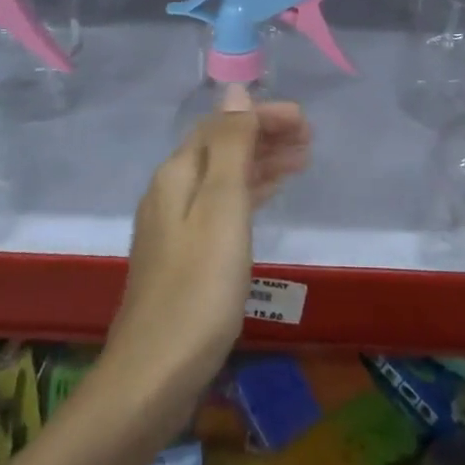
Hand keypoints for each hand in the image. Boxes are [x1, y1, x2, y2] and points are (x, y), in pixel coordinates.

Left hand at [104, 86, 310, 406]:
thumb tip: (234, 90)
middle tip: (310, 139)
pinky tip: (268, 199)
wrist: (154, 374)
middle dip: (264, 136)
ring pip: (223, 178)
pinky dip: (249, 193)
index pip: (222, 125)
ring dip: (261, 163)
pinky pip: (222, 206)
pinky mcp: (183, 256)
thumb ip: (231, 147)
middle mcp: (171, 191)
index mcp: (177, 174)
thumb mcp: (222, 208)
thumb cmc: (198, 287)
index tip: (305, 120)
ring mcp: (174, 226)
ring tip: (302, 161)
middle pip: (221, 148)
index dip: (261, 116)